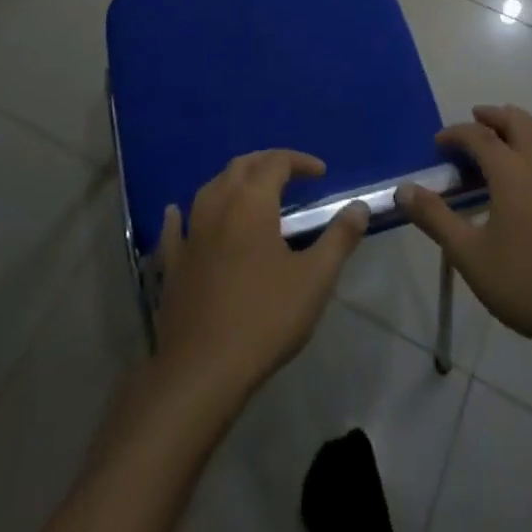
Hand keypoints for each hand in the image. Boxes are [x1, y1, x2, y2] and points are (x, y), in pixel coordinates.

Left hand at [152, 150, 368, 393]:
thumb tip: (359, 206)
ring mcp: (190, 231)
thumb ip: (339, 238)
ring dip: (233, 181)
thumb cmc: (264, 318)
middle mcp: (218, 203)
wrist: (202, 370)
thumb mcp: (315, 279)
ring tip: (251, 191)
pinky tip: (178, 212)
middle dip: (268, 162)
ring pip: (210, 187)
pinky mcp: (172, 261)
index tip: (320, 173)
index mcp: (252, 201)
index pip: (277, 162)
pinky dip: (182, 214)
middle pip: (242, 166)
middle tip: (290, 174)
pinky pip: (176, 226)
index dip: (300, 162)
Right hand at [399, 106, 531, 356]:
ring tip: (501, 139)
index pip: (478, 135)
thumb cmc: (526, 282)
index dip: (455, 134)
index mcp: (511, 170)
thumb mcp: (469, 255)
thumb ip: (435, 218)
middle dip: (492, 116)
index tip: (437, 144)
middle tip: (473, 122)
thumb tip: (403, 190)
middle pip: (517, 121)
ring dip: (518, 127)